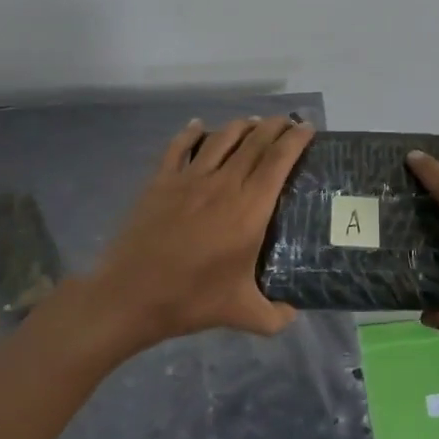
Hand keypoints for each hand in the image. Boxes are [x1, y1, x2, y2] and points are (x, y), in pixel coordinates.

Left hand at [50, 115, 316, 354]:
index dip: (296, 139)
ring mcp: (189, 178)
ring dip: (241, 126)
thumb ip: (276, 316)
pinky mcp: (161, 181)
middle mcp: (224, 184)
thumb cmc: (191, 300)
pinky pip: (180, 146)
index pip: (279, 160)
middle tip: (288, 122)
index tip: (308, 128)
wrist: (130, 295)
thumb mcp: (243, 314)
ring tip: (254, 123)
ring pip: (221, 138)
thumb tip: (294, 313)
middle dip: (275, 126)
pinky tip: (199, 126)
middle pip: (255, 142)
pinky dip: (192, 132)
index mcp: (250, 209)